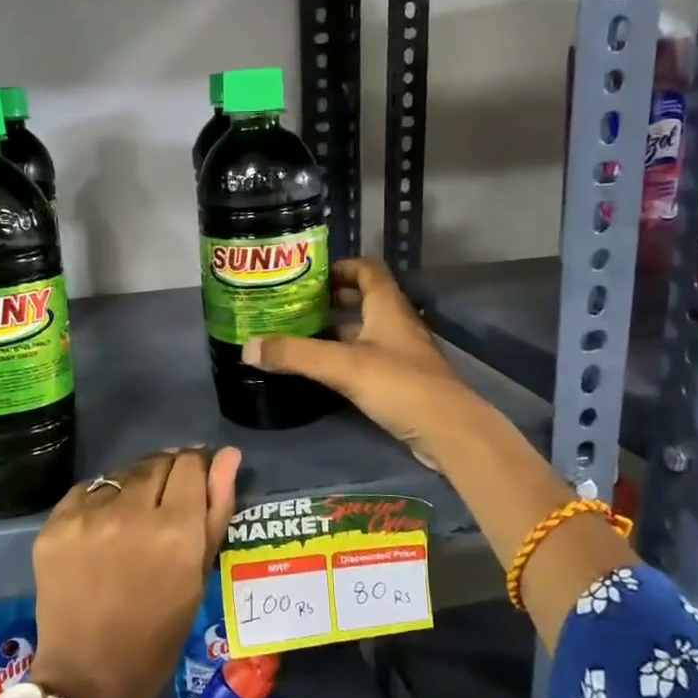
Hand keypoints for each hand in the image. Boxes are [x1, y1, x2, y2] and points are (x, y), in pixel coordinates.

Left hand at [30, 447, 241, 697]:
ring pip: (122, 474)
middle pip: (156, 462)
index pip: (190, 464)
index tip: (195, 481)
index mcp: (176, 531)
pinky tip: (103, 528)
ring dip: (134, 486)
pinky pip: (87, 490)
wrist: (89, 677)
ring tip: (133, 518)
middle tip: (165, 502)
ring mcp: (88, 517)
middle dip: (167, 474)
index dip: (197, 468)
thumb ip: (216, 509)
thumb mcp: (198, 576)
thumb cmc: (158, 634)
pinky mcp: (55, 524)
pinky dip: (100, 501)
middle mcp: (131, 514)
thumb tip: (228, 455)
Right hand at [242, 257, 481, 469]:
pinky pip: (368, 358)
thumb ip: (296, 355)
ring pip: (365, 331)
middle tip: (296, 305)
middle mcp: (396, 324)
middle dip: (332, 299)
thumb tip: (248, 347)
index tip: (310, 274)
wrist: (448, 430)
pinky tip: (323, 370)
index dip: (342, 266)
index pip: (368, 270)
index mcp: (387, 307)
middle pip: (364, 300)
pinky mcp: (401, 381)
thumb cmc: (399, 384)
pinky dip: (345, 357)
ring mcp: (401, 354)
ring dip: (337, 330)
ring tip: (301, 335)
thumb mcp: (342, 366)